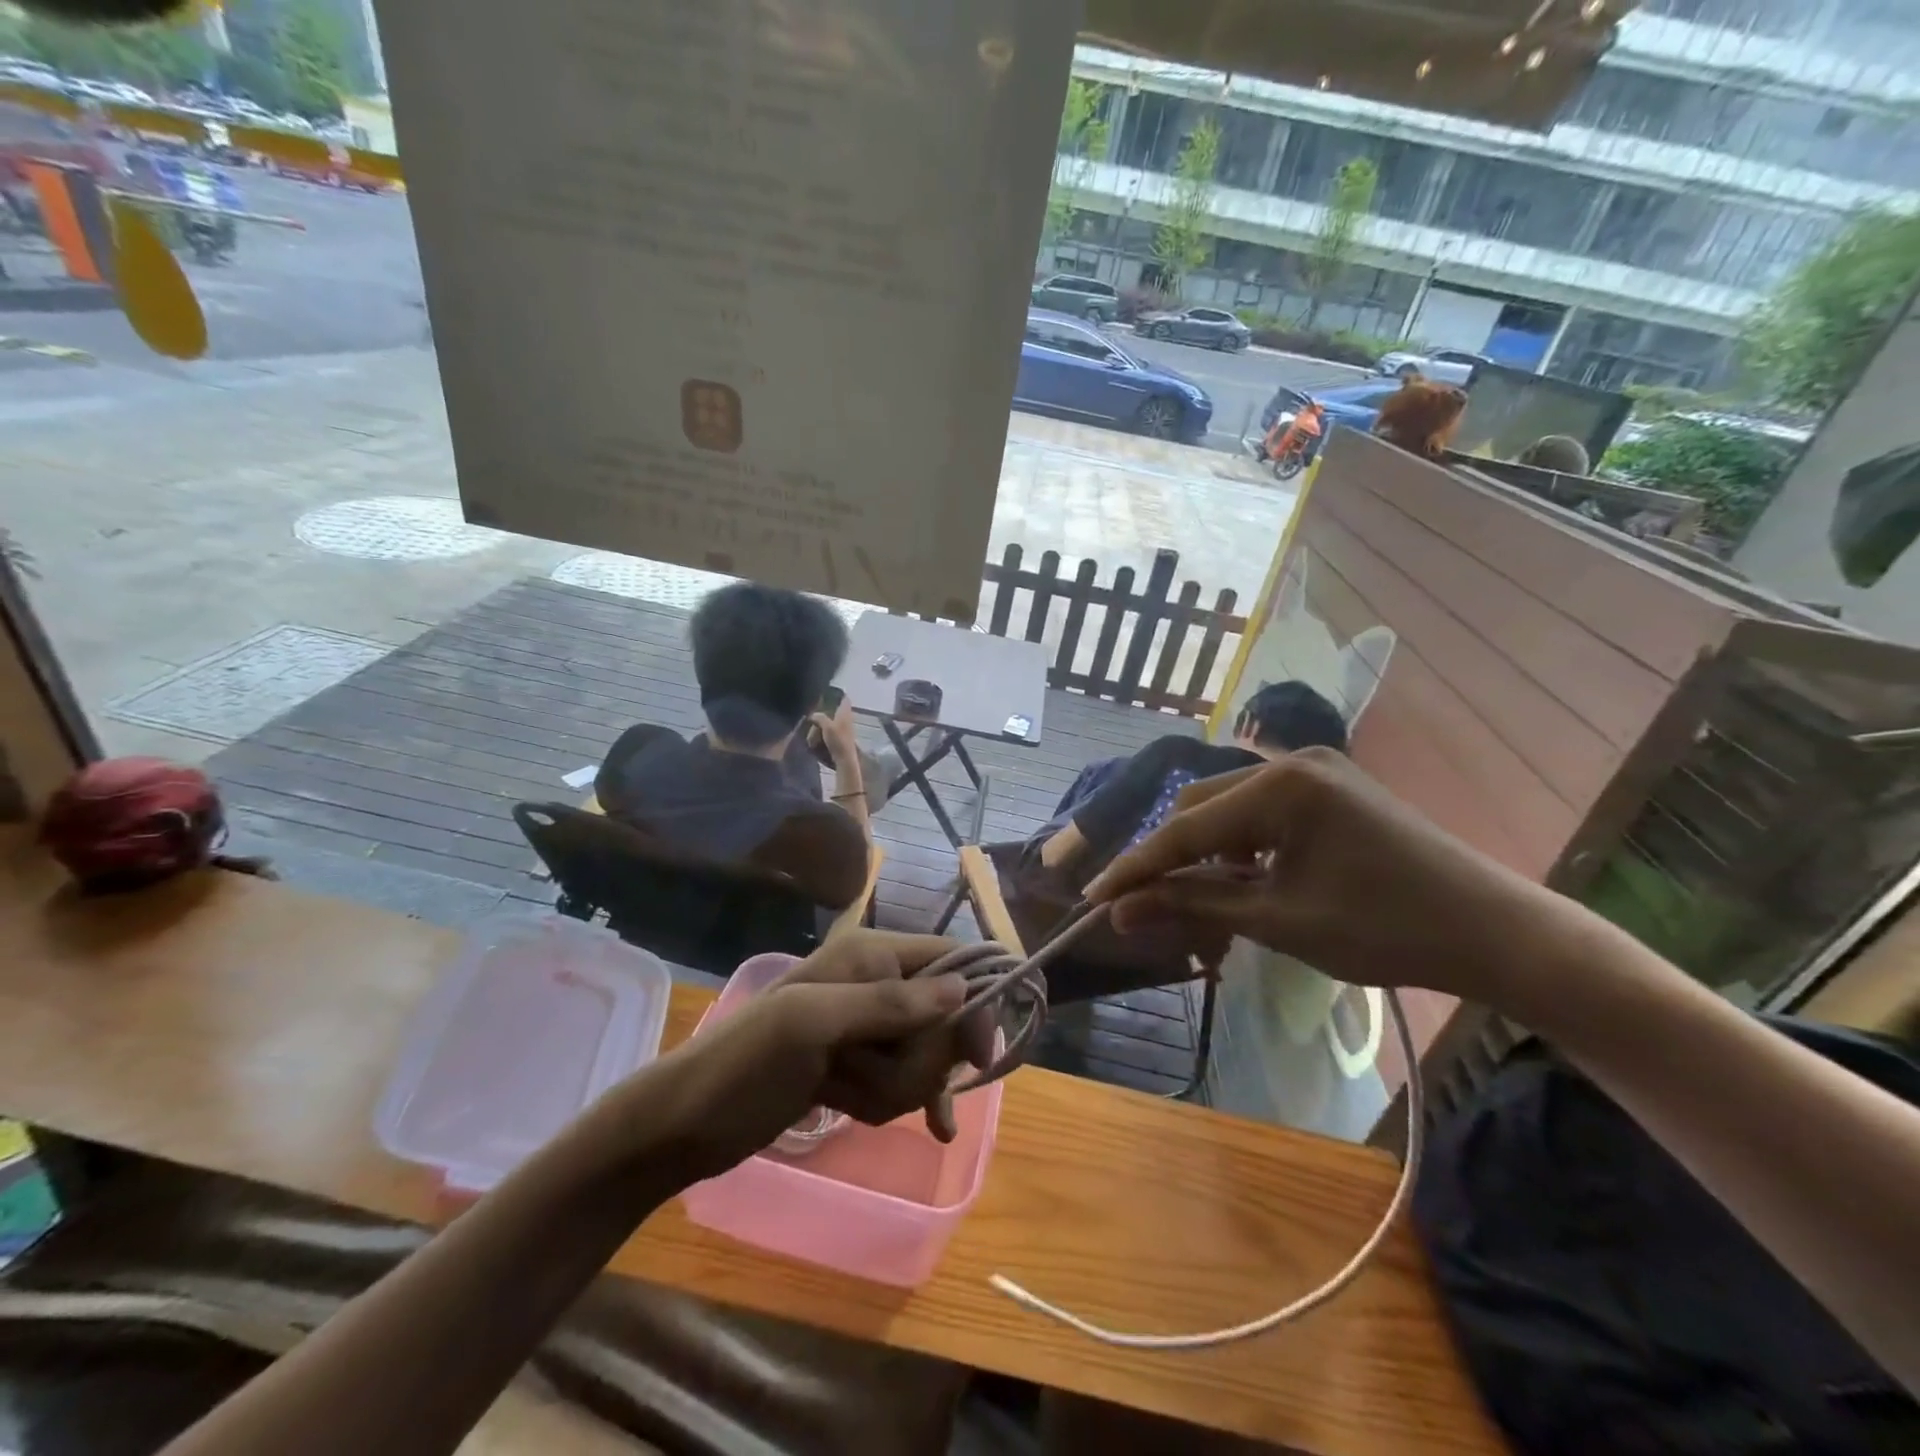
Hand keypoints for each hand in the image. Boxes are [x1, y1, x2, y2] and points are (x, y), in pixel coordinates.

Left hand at [662, 931, 991, 1177]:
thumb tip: (962, 988)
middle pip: (942, 1017)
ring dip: (899, 1086)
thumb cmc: (746, 1062)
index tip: (976, 1053)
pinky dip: (910, 1099)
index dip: (975, 998)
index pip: (949, 959)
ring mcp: (865, 1028)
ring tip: (848, 1094)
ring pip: (924, 1056)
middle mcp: (874, 983)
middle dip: (920, 1059)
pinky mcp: (856, 1065)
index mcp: (868, 955)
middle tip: (873, 1076)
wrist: (686, 1121)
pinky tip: (934, 1128)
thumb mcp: (813, 1024)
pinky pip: (906, 1080)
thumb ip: (887, 1004)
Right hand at [810, 698, 859, 766]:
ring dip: (825, 722)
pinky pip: (833, 729)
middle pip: (838, 709)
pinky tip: (819, 735)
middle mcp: (848, 718)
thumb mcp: (827, 726)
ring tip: (814, 725)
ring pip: (835, 720)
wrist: (845, 758)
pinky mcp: (843, 737)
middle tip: (816, 710)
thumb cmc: (838, 740)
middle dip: (828, 709)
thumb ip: (820, 717)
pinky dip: (826, 730)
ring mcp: (846, 728)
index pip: (845, 698)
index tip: (828, 693)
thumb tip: (812, 714)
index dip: (838, 694)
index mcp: (845, 712)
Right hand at [1085, 748, 1570, 1001]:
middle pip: (1199, 808)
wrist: (1493, 931)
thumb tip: (1121, 911)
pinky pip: (1260, 812)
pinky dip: (1239, 847)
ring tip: (1196, 903)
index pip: (1184, 829)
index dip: (1136, 867)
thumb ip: (1193, 905)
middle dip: (1168, 858)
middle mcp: (1290, 762)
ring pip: (1227, 809)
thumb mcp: (1278, 920)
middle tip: (1144, 906)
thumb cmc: (1384, 929)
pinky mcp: (1329, 787)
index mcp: (1280, 786)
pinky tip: (1241, 881)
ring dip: (1203, 854)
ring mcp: (1313, 770)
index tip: (1094, 897)